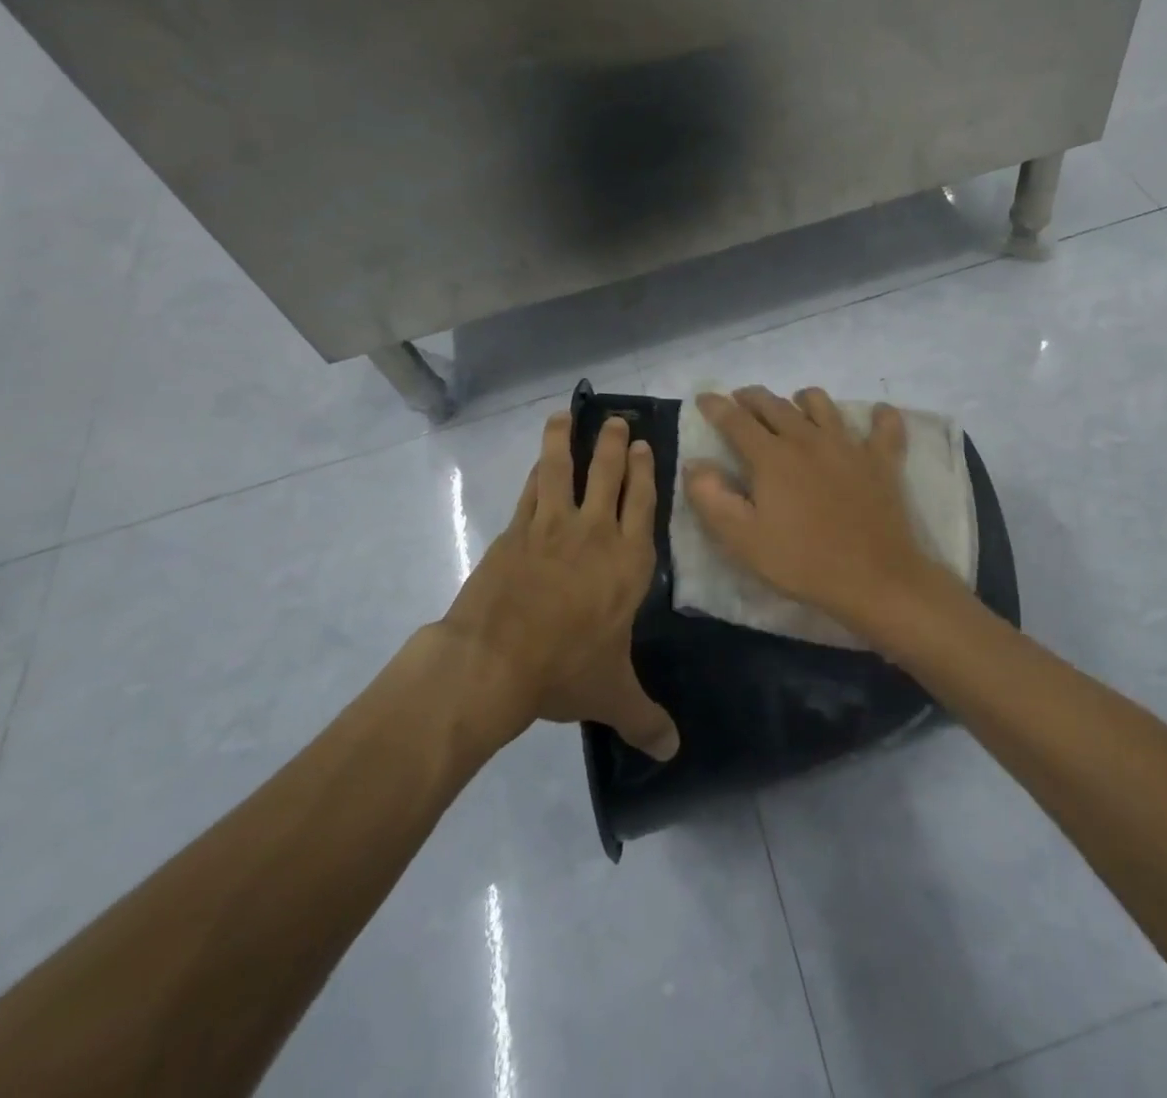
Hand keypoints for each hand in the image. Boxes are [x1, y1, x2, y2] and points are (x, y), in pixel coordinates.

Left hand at [445, 413, 679, 760]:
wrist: (494, 661)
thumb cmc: (564, 671)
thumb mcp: (612, 696)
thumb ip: (645, 718)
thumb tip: (673, 752)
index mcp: (628, 562)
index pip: (643, 503)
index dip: (646, 471)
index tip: (646, 446)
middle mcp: (596, 532)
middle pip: (609, 473)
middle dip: (615, 443)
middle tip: (618, 420)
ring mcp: (552, 526)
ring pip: (564, 469)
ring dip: (567, 439)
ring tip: (566, 414)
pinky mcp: (516, 531)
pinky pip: (531, 490)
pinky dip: (538, 470)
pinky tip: (539, 460)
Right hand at [684, 386, 940, 629]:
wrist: (873, 579)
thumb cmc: (801, 561)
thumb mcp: (742, 539)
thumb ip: (711, 498)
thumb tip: (695, 464)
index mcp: (772, 456)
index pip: (736, 420)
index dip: (716, 406)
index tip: (704, 398)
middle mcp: (808, 439)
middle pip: (775, 405)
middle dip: (753, 398)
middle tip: (741, 399)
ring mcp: (849, 446)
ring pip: (822, 405)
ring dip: (803, 399)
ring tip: (795, 404)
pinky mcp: (882, 460)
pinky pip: (885, 426)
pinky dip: (880, 416)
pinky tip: (876, 414)